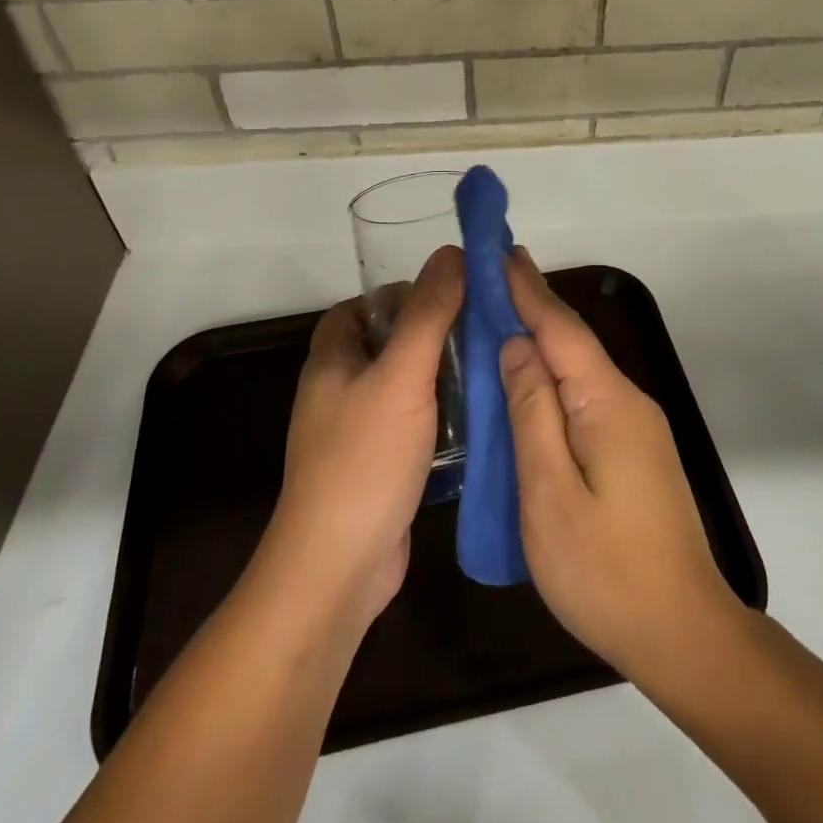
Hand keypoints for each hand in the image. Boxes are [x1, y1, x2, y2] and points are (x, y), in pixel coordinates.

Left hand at [262, 246, 463, 630]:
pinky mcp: (378, 467)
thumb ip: (428, 314)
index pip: (361, 308)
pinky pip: (412, 424)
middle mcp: (339, 391)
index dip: (399, 295)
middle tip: (481, 330)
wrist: (338, 569)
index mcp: (332, 360)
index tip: (448, 296)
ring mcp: (356, 433)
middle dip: (431, 334)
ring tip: (490, 367)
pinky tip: (478, 417)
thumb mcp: (401, 376)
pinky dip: (440, 415)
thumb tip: (451, 253)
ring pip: (403, 386)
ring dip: (440, 376)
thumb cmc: (363, 460)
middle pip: (386, 344)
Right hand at [499, 250, 743, 686]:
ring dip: (540, 341)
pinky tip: (528, 382)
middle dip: (531, 306)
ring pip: (579, 369)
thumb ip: (531, 412)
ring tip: (498, 317)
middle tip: (489, 277)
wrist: (681, 632)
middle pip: (572, 342)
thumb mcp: (549, 492)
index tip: (499, 250)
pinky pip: (584, 396)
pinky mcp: (633, 449)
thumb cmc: (605, 569)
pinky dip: (552, 377)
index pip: (560, 328)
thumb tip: (516, 347)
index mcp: (607, 402)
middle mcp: (627, 400)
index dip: (527, 288)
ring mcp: (635, 426)